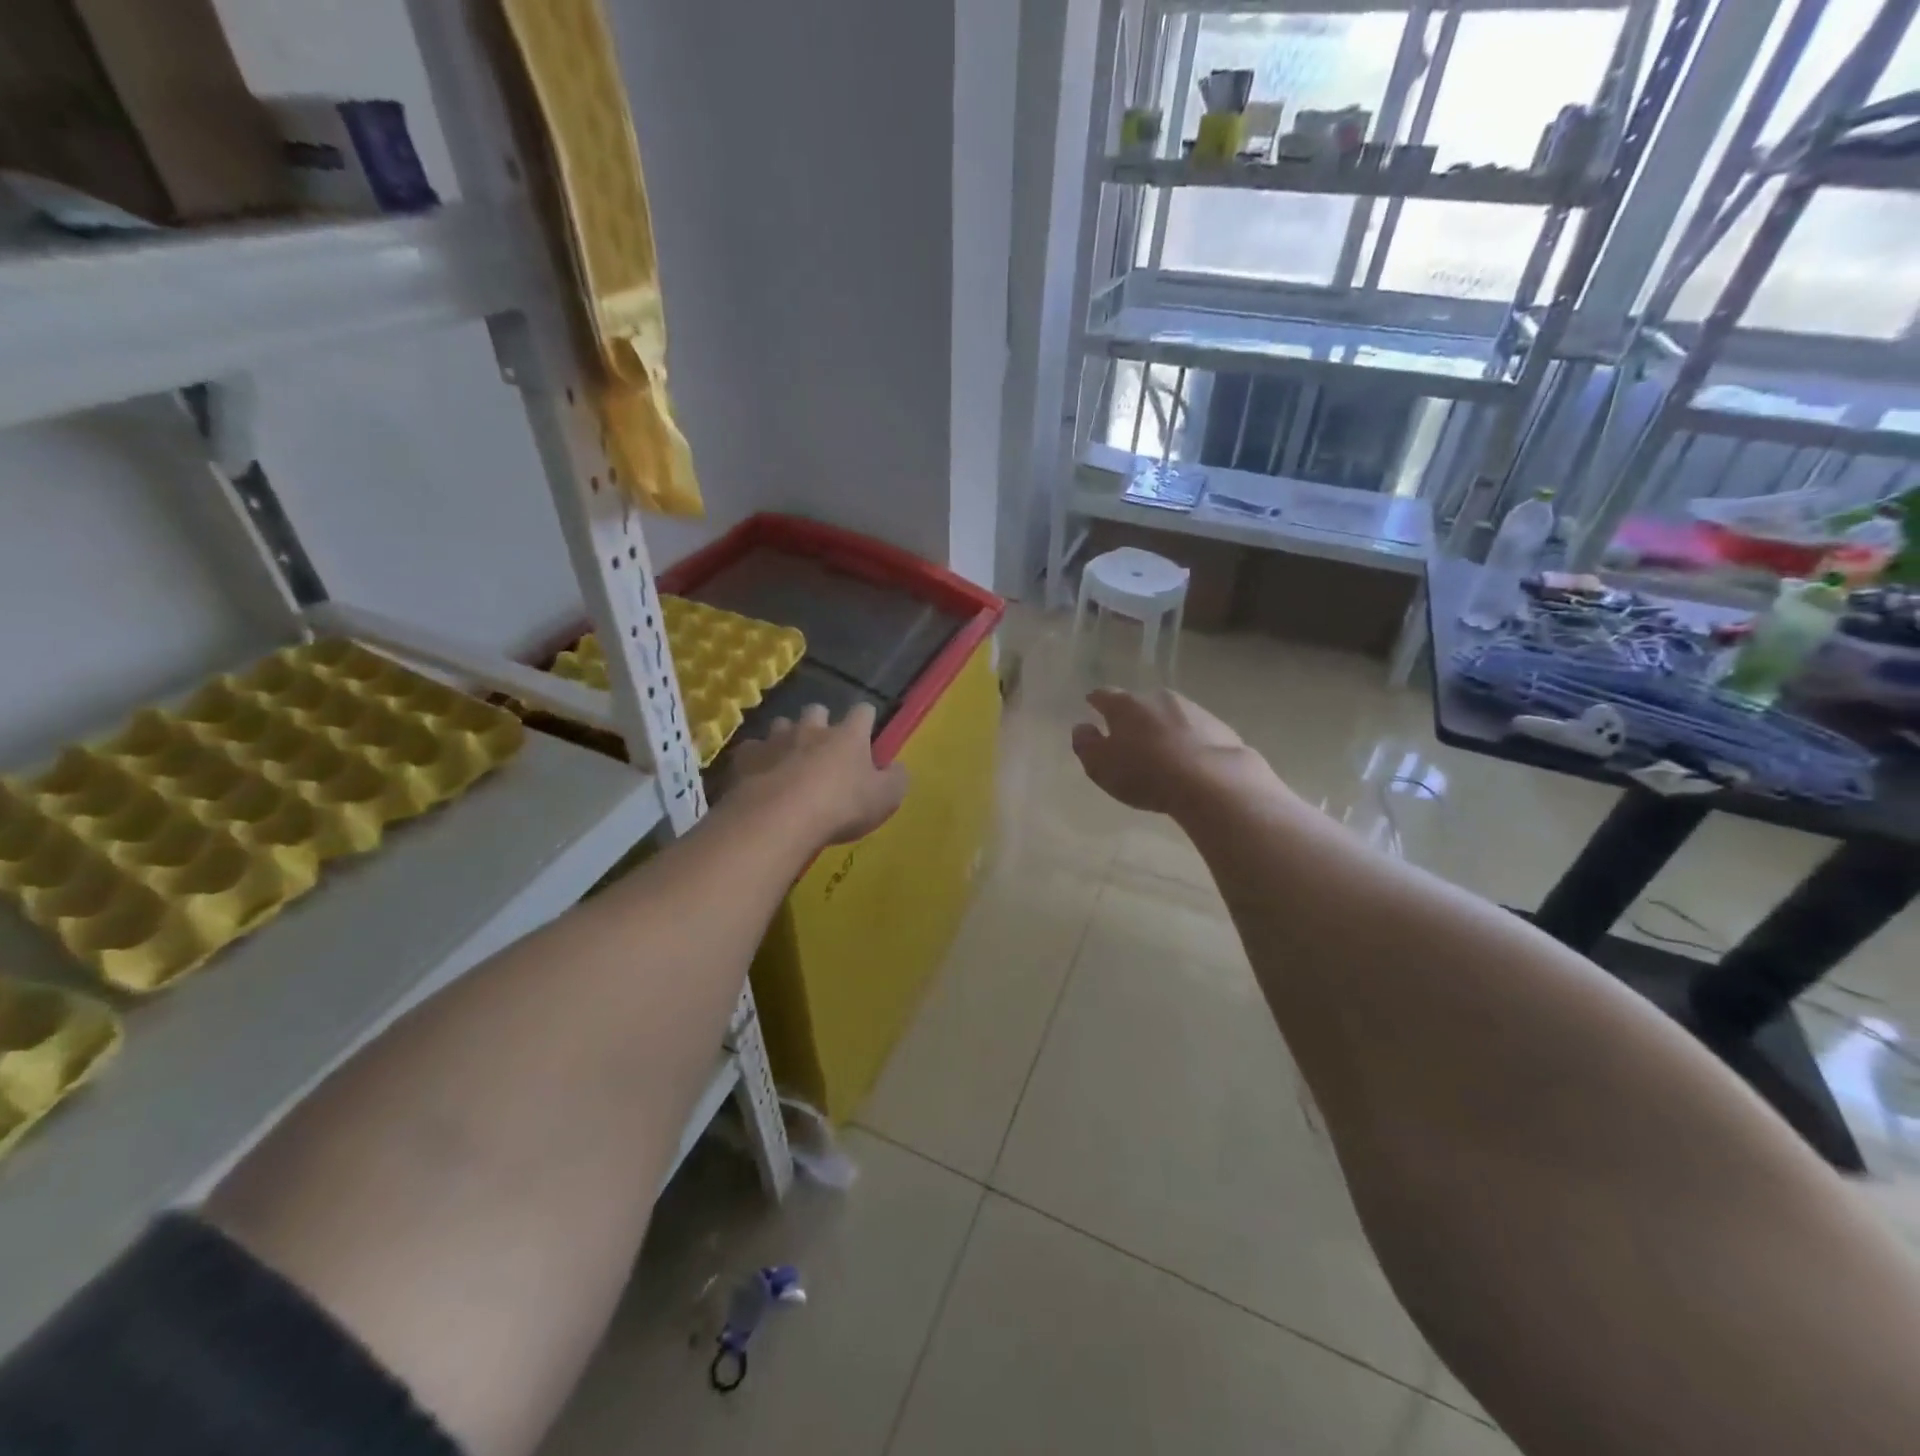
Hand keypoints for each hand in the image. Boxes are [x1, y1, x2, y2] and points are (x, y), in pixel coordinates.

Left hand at [726, 702, 908, 845]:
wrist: (780, 818)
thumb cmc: (841, 806)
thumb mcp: (885, 799)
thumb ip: (896, 779)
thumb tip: (897, 768)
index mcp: (849, 735)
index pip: (863, 712)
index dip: (865, 719)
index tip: (866, 730)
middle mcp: (812, 728)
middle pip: (817, 710)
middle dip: (820, 722)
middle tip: (823, 746)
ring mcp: (776, 739)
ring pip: (782, 725)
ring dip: (787, 738)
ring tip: (788, 759)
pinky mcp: (747, 757)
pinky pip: (752, 750)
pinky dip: (757, 759)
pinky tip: (759, 775)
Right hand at [1071, 687, 1249, 814]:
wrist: (1212, 781)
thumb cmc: (1145, 773)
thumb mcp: (1101, 766)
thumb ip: (1085, 745)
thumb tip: (1082, 728)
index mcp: (1125, 705)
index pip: (1104, 695)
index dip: (1095, 701)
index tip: (1092, 705)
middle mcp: (1157, 698)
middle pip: (1139, 703)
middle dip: (1132, 717)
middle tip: (1128, 737)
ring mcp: (1192, 708)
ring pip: (1169, 714)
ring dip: (1162, 727)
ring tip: (1161, 752)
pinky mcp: (1218, 726)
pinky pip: (1195, 730)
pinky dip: (1187, 740)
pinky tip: (1188, 761)